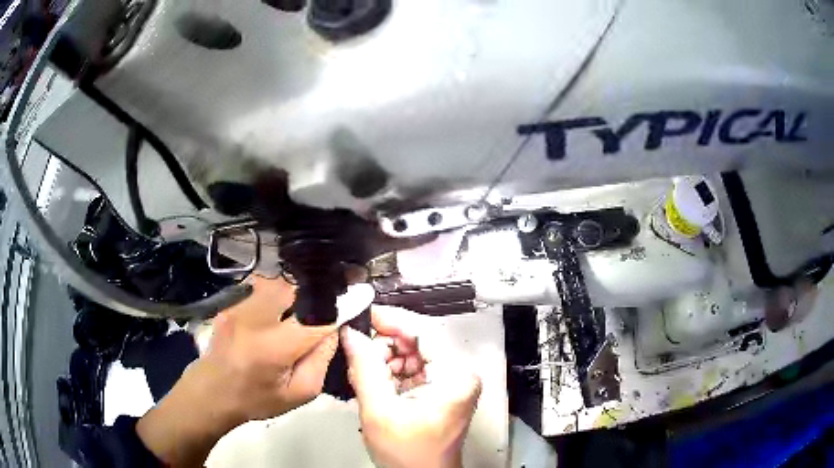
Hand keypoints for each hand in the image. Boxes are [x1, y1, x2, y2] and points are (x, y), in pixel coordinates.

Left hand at [137, 276, 340, 466]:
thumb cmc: (257, 399)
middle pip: (298, 289)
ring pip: (281, 282)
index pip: (317, 319)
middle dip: (321, 289)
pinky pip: (265, 285)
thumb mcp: (299, 393)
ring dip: (302, 288)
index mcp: (274, 348)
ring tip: (312, 298)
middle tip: (338, 292)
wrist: (211, 390)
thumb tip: (334, 327)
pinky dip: (282, 289)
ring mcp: (239, 304)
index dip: (343, 305)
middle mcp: (255, 318)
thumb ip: (321, 359)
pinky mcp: (232, 300)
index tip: (363, 291)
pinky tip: (286, 301)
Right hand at [342, 306, 481, 467]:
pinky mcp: (442, 390)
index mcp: (455, 376)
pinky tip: (376, 382)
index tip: (363, 314)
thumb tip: (351, 332)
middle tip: (358, 353)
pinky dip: (392, 372)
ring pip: (414, 354)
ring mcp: (452, 382)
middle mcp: (459, 374)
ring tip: (365, 374)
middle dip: (385, 346)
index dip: (392, 319)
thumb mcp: (379, 410)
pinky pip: (414, 369)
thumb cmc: (406, 453)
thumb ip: (364, 368)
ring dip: (386, 359)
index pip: (425, 332)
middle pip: (419, 342)